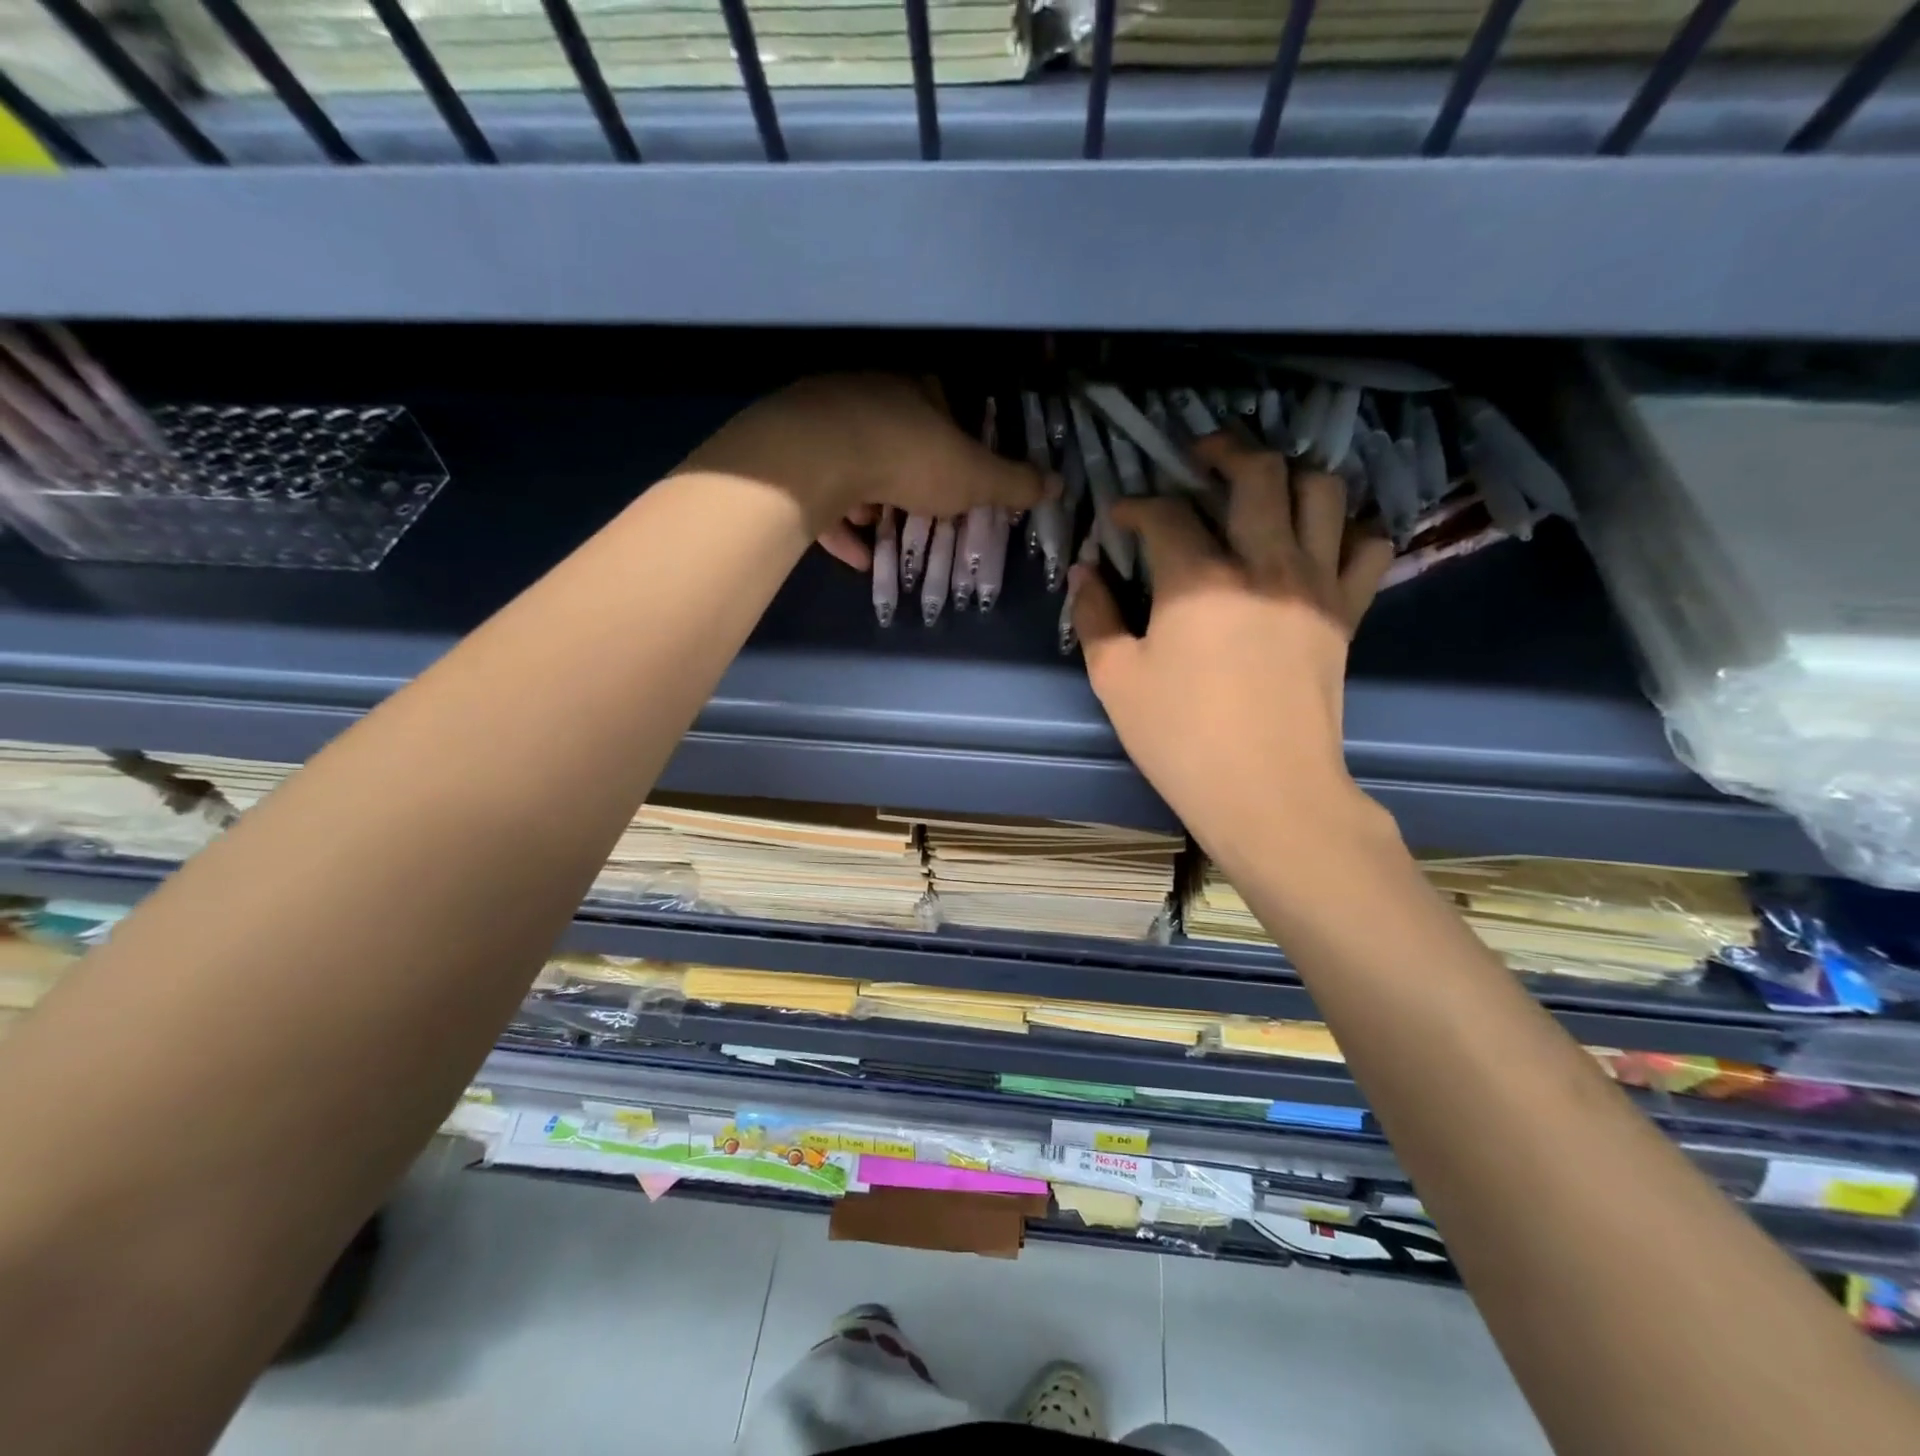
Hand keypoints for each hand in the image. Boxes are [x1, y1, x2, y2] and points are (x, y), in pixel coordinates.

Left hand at [680, 374, 1045, 569]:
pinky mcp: (792, 454)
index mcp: (914, 389)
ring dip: (870, 501)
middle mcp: (867, 396)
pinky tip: (855, 556)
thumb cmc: (908, 458)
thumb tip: (1059, 484)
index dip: (952, 438)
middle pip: (893, 434)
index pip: (940, 402)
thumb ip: (1013, 483)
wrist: (818, 457)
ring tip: (882, 532)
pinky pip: (820, 492)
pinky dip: (839, 524)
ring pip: (853, 463)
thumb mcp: (973, 477)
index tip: (956, 472)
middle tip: (920, 510)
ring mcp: (823, 421)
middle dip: (908, 477)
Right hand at [1072, 435, 1396, 874]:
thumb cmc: (1182, 740)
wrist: (1268, 793)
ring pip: (1322, 490)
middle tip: (1198, 457)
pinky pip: (1369, 545)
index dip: (1134, 505)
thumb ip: (1096, 617)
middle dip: (1222, 451)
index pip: (1164, 513)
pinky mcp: (1347, 611)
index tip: (1120, 516)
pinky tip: (1319, 537)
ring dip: (1289, 475)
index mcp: (1199, 580)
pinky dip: (1348, 527)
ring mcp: (1315, 583)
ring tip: (1262, 487)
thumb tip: (1087, 573)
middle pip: (1257, 472)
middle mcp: (1265, 562)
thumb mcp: (1116, 681)